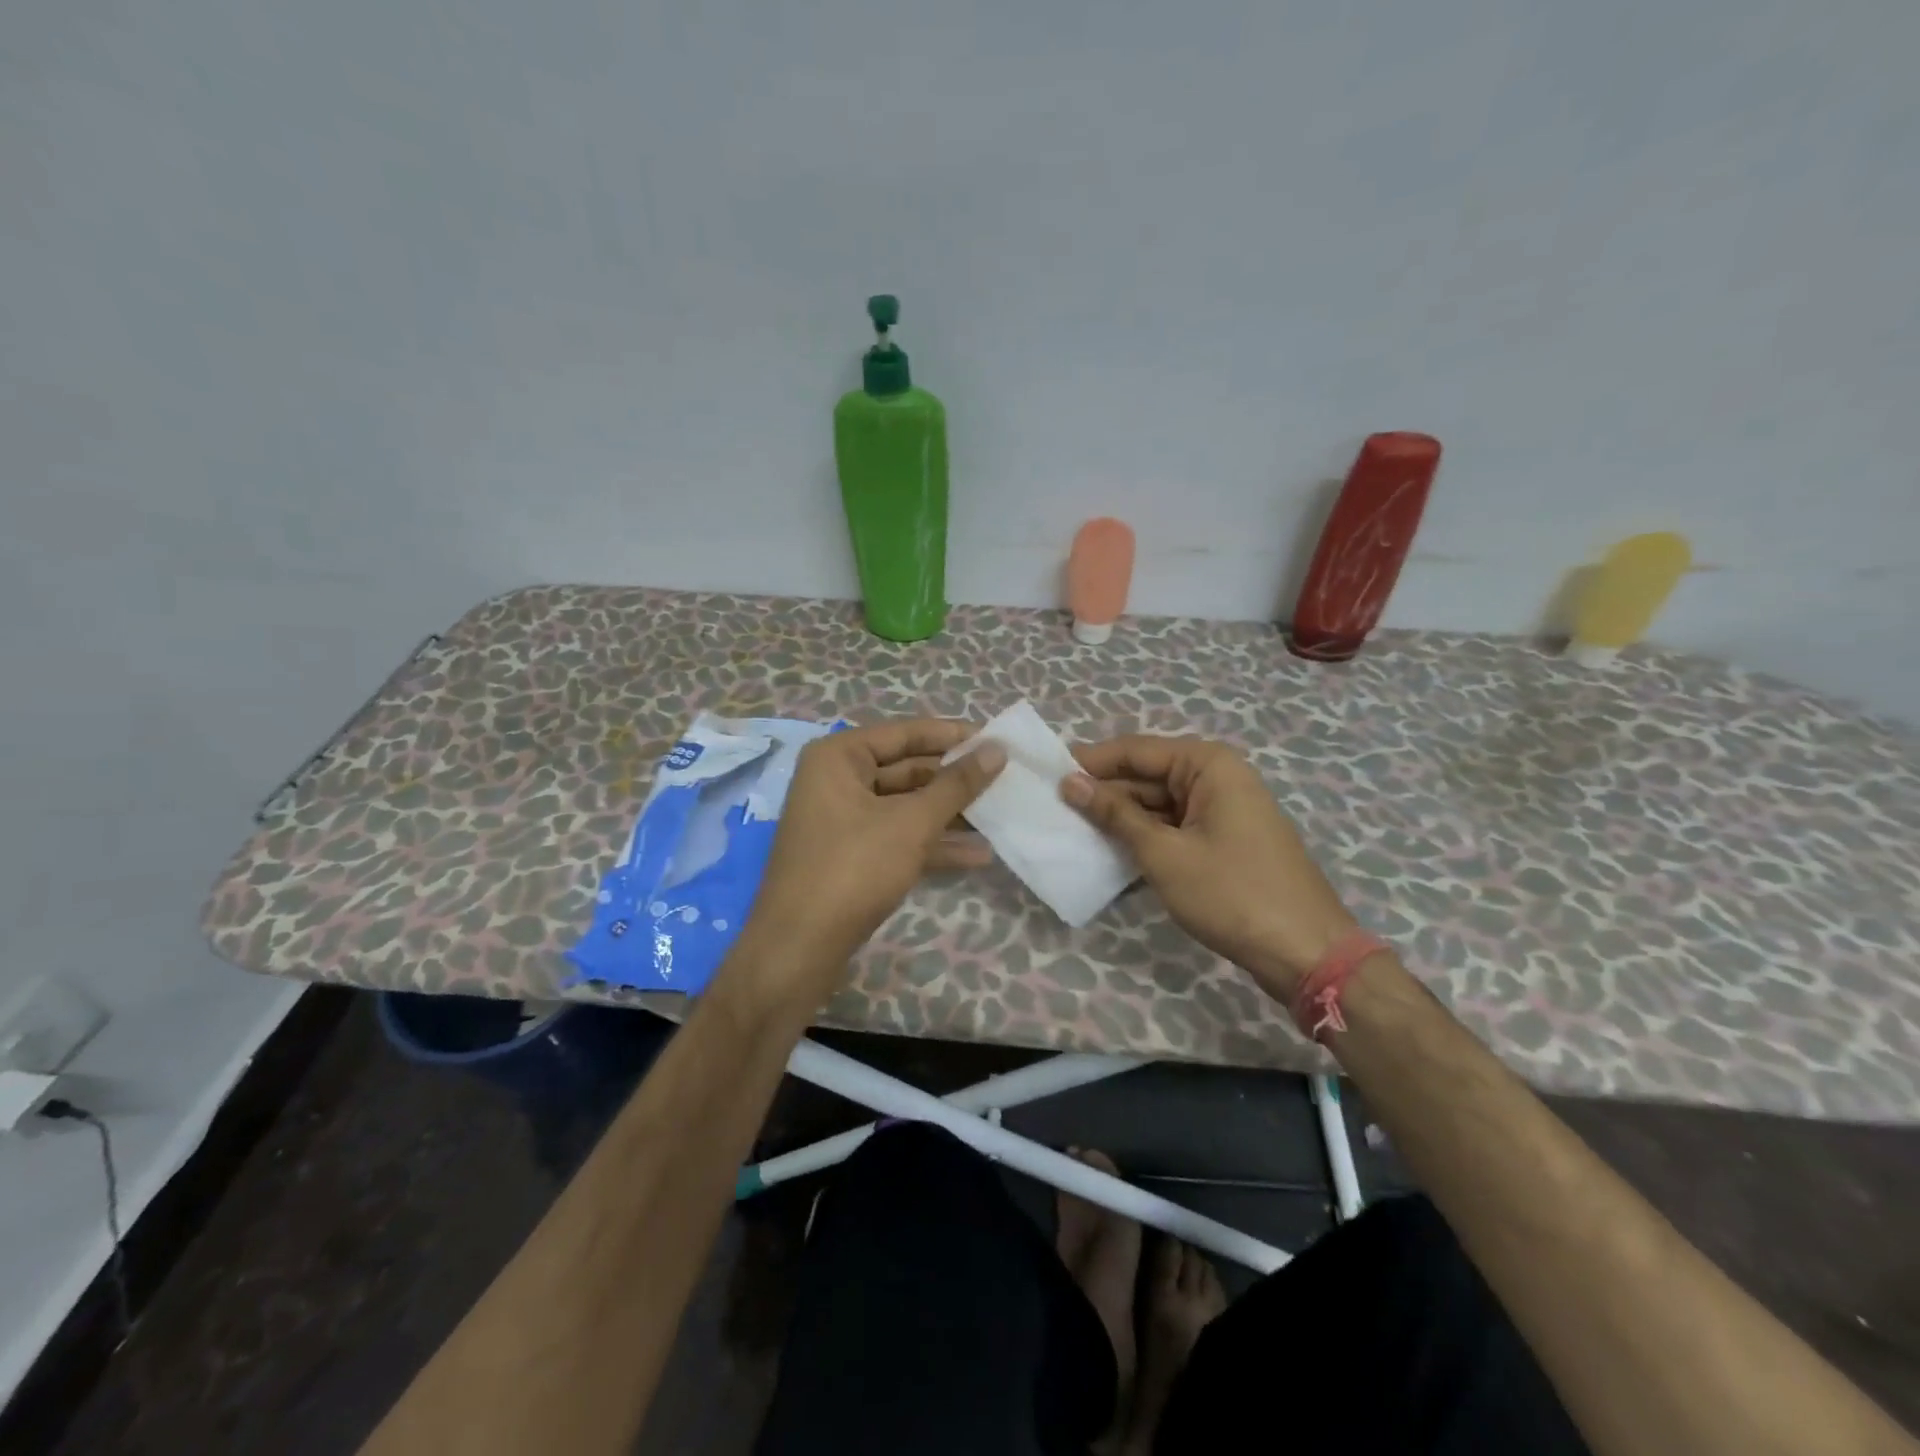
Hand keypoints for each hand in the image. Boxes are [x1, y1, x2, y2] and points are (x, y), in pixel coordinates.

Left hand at [729, 719, 1005, 1011]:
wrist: (798, 949)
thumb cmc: (854, 869)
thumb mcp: (912, 823)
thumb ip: (957, 785)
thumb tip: (996, 749)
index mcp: (839, 757)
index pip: (906, 733)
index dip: (954, 736)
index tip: (998, 740)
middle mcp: (836, 780)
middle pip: (907, 769)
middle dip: (955, 780)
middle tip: (1005, 781)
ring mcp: (842, 820)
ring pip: (906, 807)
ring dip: (950, 815)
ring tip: (1000, 816)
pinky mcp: (851, 856)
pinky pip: (898, 837)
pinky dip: (932, 844)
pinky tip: (978, 855)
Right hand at [1062, 735, 1357, 1000]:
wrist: (1305, 952)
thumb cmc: (1232, 893)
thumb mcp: (1164, 853)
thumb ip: (1115, 815)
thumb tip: (1071, 783)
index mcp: (1207, 764)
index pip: (1135, 750)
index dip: (1090, 761)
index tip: (1046, 773)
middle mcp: (1217, 777)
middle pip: (1146, 775)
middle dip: (1103, 792)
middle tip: (1053, 808)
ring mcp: (1222, 810)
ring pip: (1158, 804)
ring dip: (1121, 818)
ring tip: (1072, 830)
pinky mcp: (1223, 840)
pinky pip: (1174, 827)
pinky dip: (1144, 838)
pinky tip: (1110, 852)